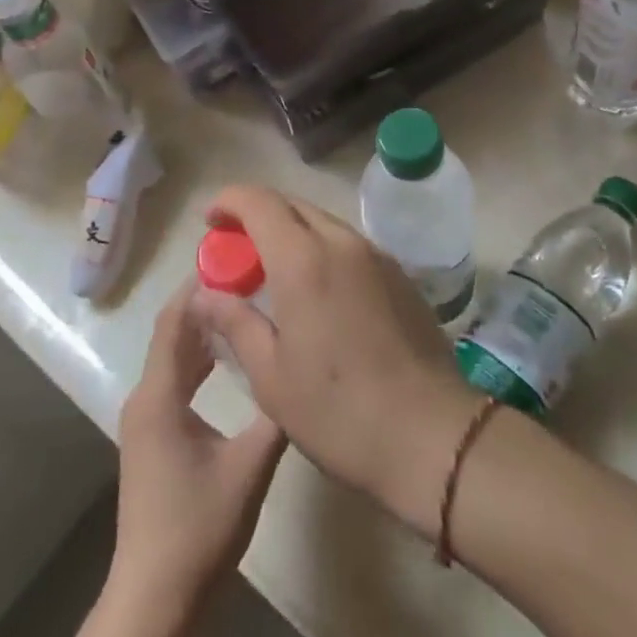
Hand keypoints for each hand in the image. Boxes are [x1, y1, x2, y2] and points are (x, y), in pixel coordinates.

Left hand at [110, 280, 286, 610]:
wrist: (155, 599)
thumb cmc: (198, 529)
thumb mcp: (249, 468)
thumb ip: (274, 416)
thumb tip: (298, 372)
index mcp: (159, 395)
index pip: (175, 321)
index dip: (200, 286)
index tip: (234, 260)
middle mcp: (146, 397)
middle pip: (173, 333)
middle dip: (205, 302)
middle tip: (248, 278)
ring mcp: (147, 419)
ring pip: (173, 357)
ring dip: (203, 331)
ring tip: (244, 306)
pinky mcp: (155, 436)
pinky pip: (175, 380)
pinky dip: (199, 360)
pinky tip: (228, 358)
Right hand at [190, 185, 482, 537]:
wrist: (431, 435)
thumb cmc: (339, 410)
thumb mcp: (271, 375)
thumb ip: (234, 322)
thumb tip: (204, 294)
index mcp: (303, 259)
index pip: (259, 202)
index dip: (229, 201)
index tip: (210, 220)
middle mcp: (341, 242)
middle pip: (292, 205)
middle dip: (258, 215)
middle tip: (236, 249)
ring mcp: (376, 256)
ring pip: (323, 222)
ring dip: (291, 232)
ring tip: (273, 270)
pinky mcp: (399, 275)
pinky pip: (349, 244)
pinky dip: (321, 248)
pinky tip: (317, 290)